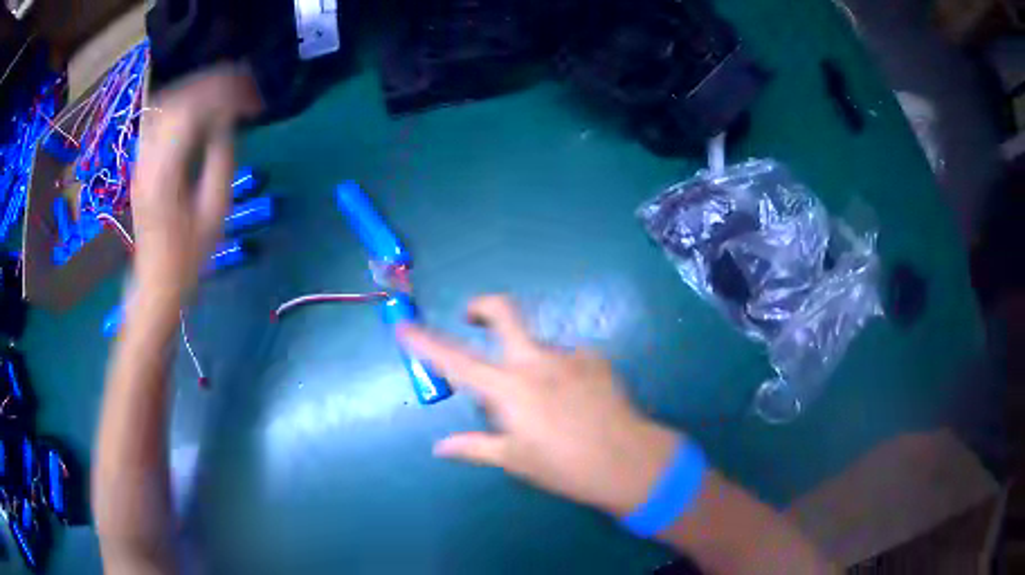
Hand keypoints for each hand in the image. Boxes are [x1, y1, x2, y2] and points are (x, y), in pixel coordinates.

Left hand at [130, 66, 260, 303]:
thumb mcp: (215, 213)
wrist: (155, 280)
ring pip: (164, 102)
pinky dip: (180, 100)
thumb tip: (226, 122)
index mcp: (165, 173)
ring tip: (224, 89)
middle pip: (176, 99)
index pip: (190, 111)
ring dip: (196, 88)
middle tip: (243, 85)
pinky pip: (158, 115)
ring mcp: (140, 157)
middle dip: (212, 84)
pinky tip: (198, 104)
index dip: (223, 93)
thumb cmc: (188, 256)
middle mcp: (147, 158)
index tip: (250, 96)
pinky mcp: (141, 160)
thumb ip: (221, 160)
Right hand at [398, 295, 680, 516]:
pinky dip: (557, 372)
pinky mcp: (595, 358)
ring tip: (543, 400)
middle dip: (482, 307)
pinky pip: (565, 358)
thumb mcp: (515, 460)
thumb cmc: (565, 466)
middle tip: (473, 317)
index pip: (456, 361)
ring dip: (527, 360)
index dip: (425, 343)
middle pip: (504, 313)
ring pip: (536, 344)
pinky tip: (572, 399)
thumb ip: (474, 447)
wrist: (629, 461)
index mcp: (509, 389)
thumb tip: (440, 447)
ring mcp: (569, 355)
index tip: (404, 328)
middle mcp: (536, 361)